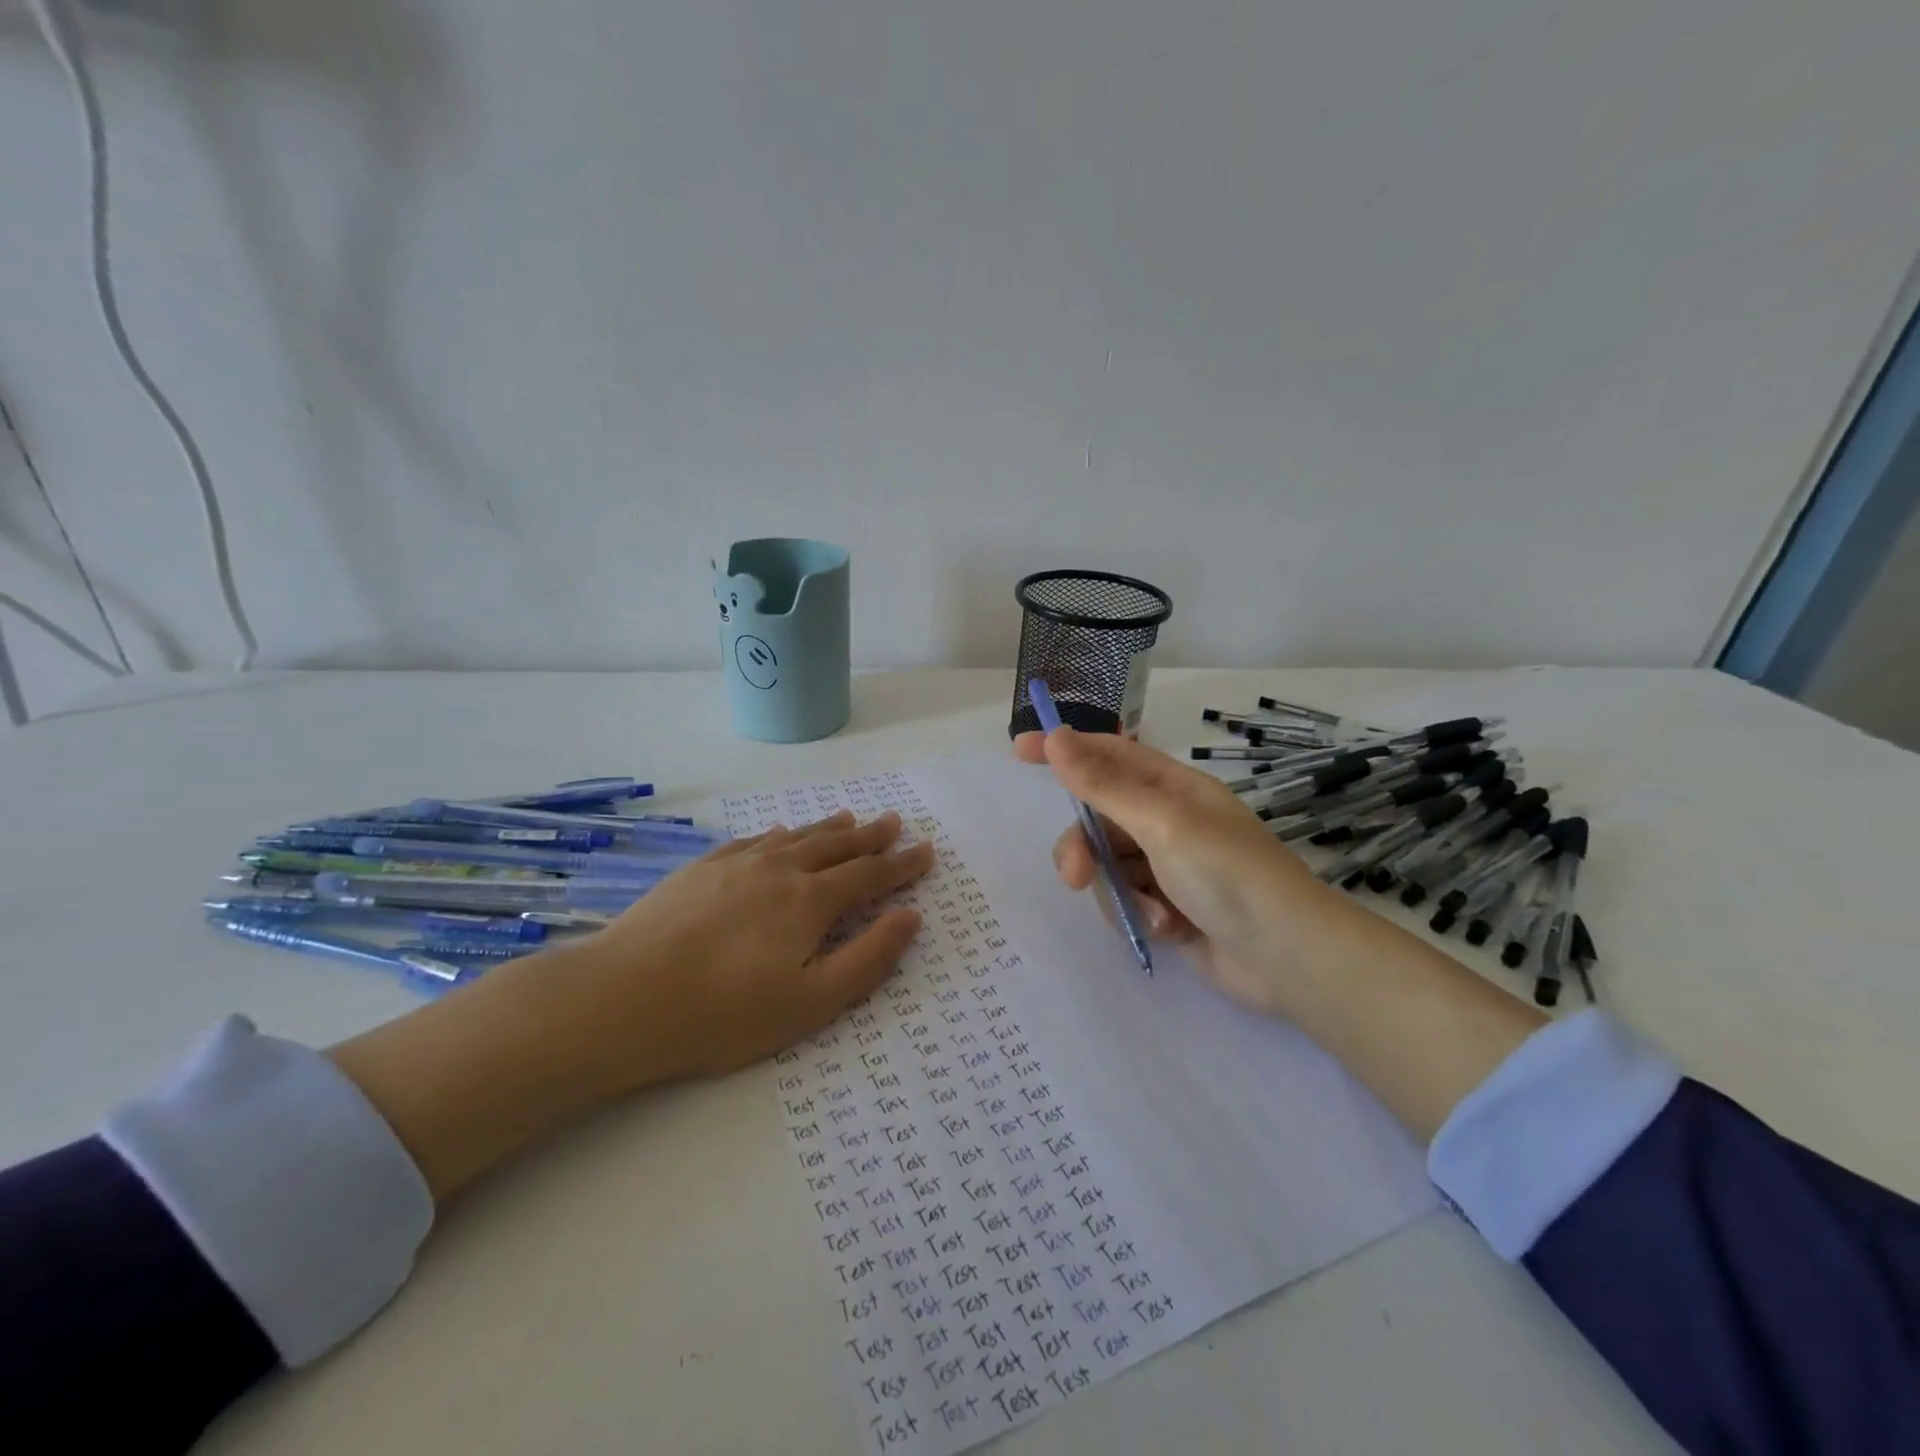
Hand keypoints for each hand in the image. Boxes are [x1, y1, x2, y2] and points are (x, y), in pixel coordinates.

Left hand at [329, 809, 933, 1198]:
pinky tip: (783, 833)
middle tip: (894, 822)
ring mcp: (737, 863)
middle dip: (871, 837)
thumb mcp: (810, 1002)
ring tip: (851, 817)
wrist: (621, 998)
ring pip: (798, 837)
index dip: (901, 865)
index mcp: (810, 901)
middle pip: (837, 846)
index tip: (925, 851)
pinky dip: (781, 834)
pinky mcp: (703, 868)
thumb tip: (909, 917)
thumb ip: (867, 958)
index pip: (869, 876)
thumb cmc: (724, 1013)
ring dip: (829, 828)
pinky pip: (756, 840)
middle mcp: (780, 870)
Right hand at [1012, 727, 1339, 1017]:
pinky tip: (1170, 930)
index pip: (1107, 754)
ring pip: (1107, 867)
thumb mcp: (1161, 823)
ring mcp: (1167, 866)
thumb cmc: (1228, 874)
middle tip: (1073, 876)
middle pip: (1098, 821)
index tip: (1019, 750)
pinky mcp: (1167, 907)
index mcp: (1172, 788)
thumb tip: (1055, 737)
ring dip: (1120, 893)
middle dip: (1083, 849)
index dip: (1064, 748)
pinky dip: (1141, 916)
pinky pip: (1127, 902)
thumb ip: (1103, 785)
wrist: (1286, 957)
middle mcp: (1166, 821)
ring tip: (1152, 915)